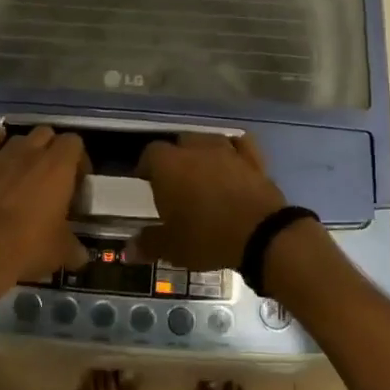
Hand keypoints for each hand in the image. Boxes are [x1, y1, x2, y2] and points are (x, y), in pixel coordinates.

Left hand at [0, 126, 89, 289]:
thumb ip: (75, 248)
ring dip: (26, 149)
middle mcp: (30, 153)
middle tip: (54, 176)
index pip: (74, 142)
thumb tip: (81, 256)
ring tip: (26, 171)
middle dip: (52, 149)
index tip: (78, 181)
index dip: (78, 159)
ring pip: (18, 138)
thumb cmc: (27, 248)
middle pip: (47, 133)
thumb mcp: (61, 252)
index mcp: (58, 166)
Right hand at [133, 133, 286, 270]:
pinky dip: (234, 150)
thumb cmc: (207, 237)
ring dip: (203, 152)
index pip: (150, 154)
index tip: (147, 183)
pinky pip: (239, 144)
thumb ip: (149, 243)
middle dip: (175, 159)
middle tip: (176, 183)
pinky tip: (233, 161)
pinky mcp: (253, 158)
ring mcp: (226, 150)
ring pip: (208, 140)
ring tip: (203, 173)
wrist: (260, 234)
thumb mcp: (172, 248)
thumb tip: (129, 249)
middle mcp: (195, 149)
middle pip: (179, 143)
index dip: (147, 167)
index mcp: (169, 165)